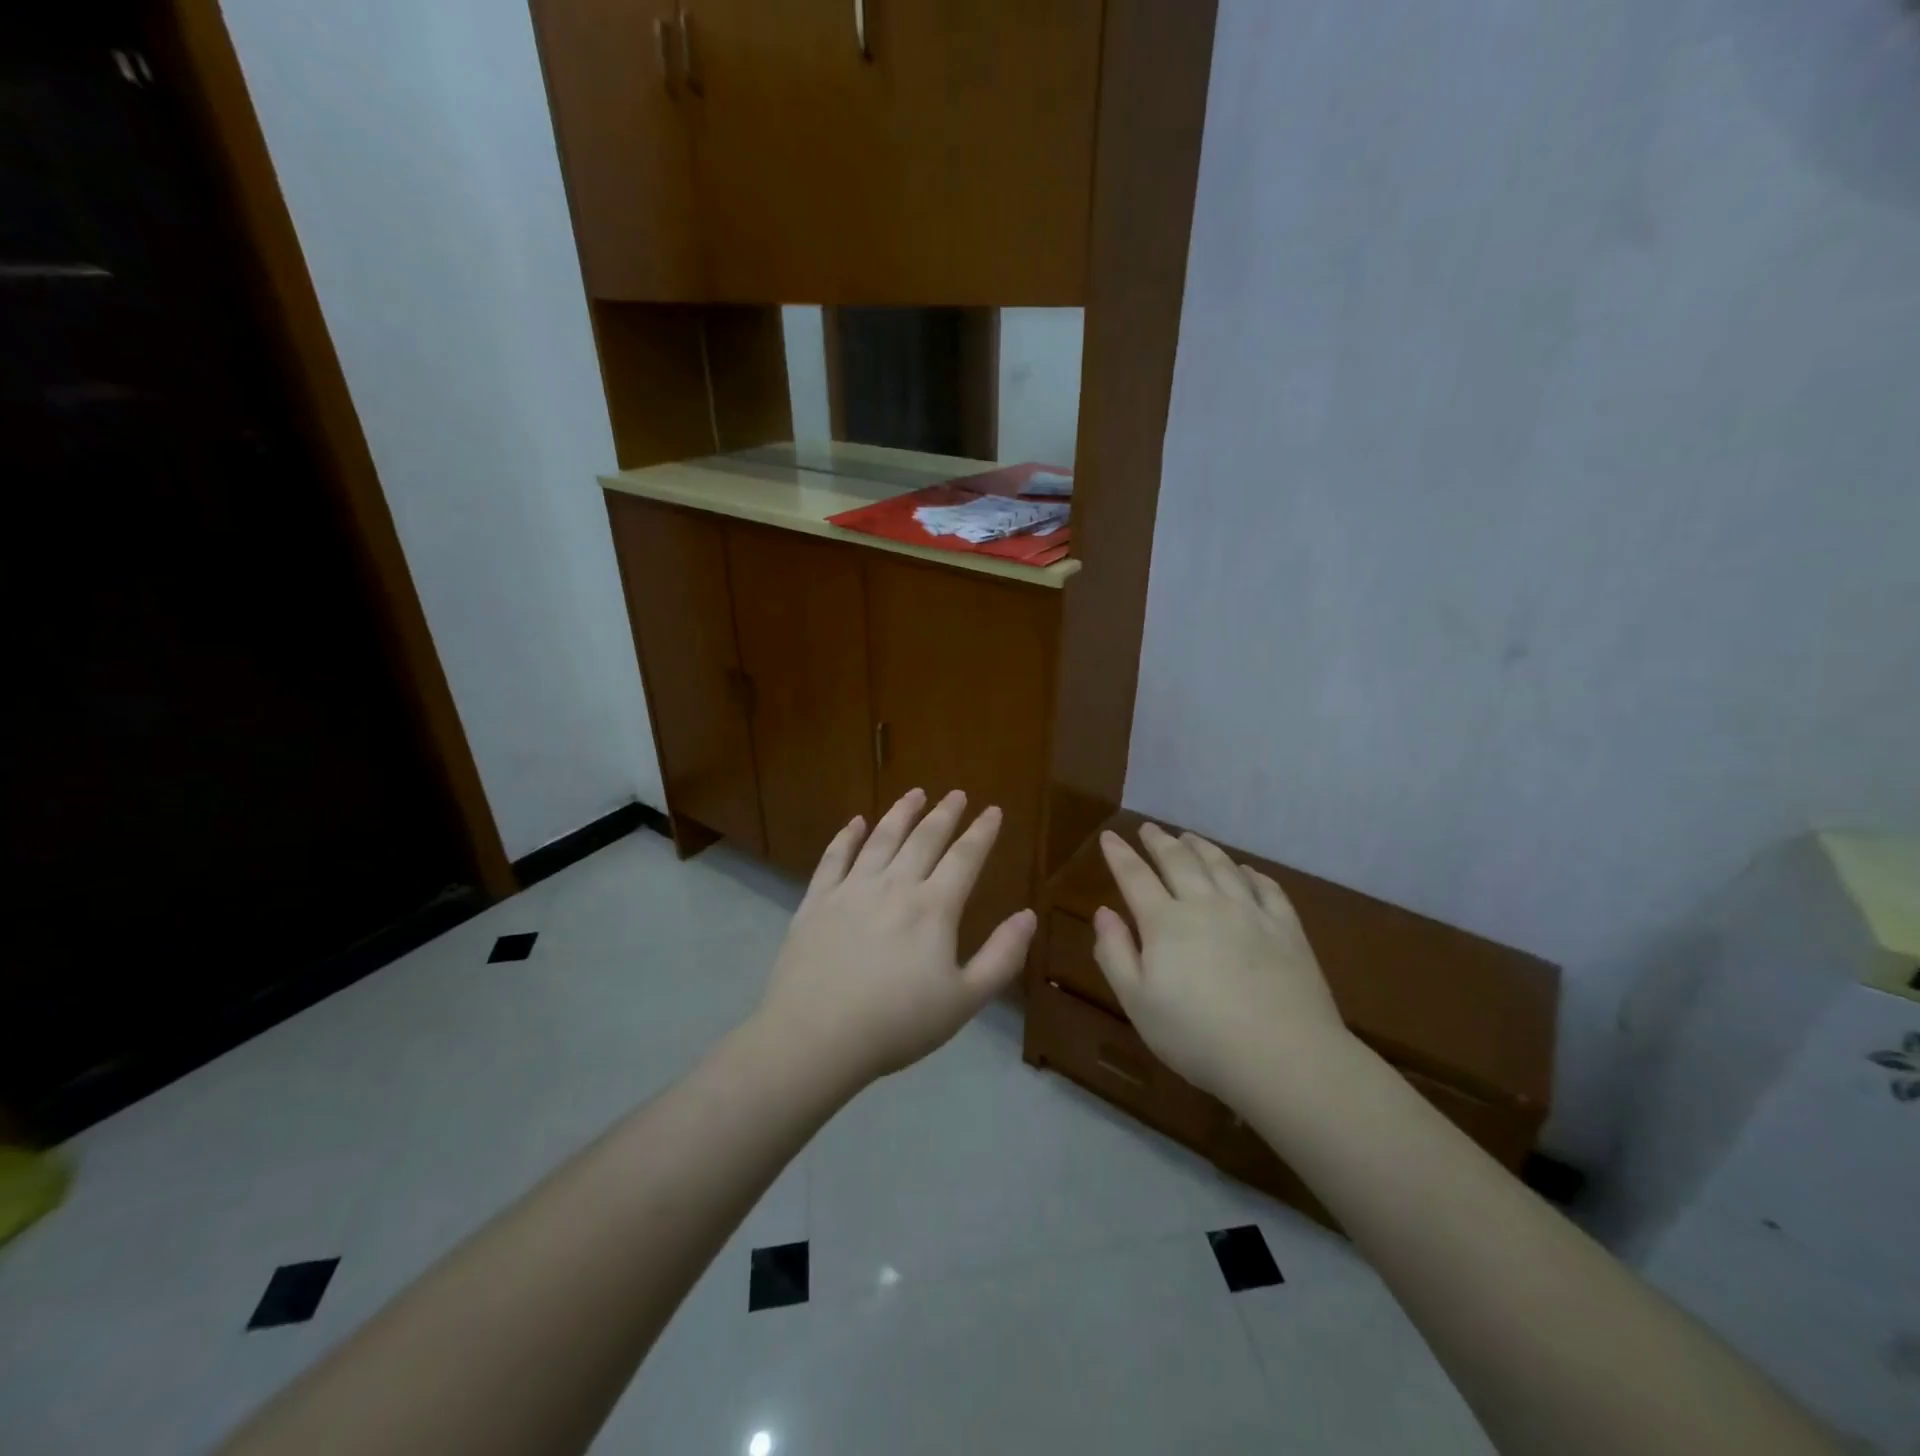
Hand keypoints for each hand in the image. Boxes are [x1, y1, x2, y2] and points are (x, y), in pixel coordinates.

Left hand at [755, 788, 1036, 1087]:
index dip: (981, 832)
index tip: (992, 810)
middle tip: (956, 794)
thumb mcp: (964, 1001)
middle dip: (944, 814)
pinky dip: (848, 836)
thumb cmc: (897, 1023)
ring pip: (881, 839)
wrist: (816, 1036)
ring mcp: (851, 890)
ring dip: (901, 813)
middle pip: (924, 839)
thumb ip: (1001, 956)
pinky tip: (856, 822)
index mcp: (933, 908)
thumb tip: (1028, 916)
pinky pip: (834, 858)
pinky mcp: (816, 901)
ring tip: (915, 793)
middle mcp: (894, 886)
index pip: (964, 858)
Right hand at [1091, 823, 1348, 1102]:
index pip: (1135, 877)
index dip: (1119, 855)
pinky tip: (1246, 870)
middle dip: (1160, 842)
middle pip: (1179, 861)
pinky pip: (1267, 888)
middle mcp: (1206, 905)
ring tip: (1190, 837)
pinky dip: (1251, 873)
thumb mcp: (1137, 1003)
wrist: (1283, 1057)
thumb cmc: (1197, 1036)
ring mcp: (1250, 913)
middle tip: (1150, 828)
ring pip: (1222, 866)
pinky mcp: (1286, 928)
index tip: (1109, 837)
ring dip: (1202, 847)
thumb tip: (1103, 912)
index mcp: (1165, 922)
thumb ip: (1115, 953)